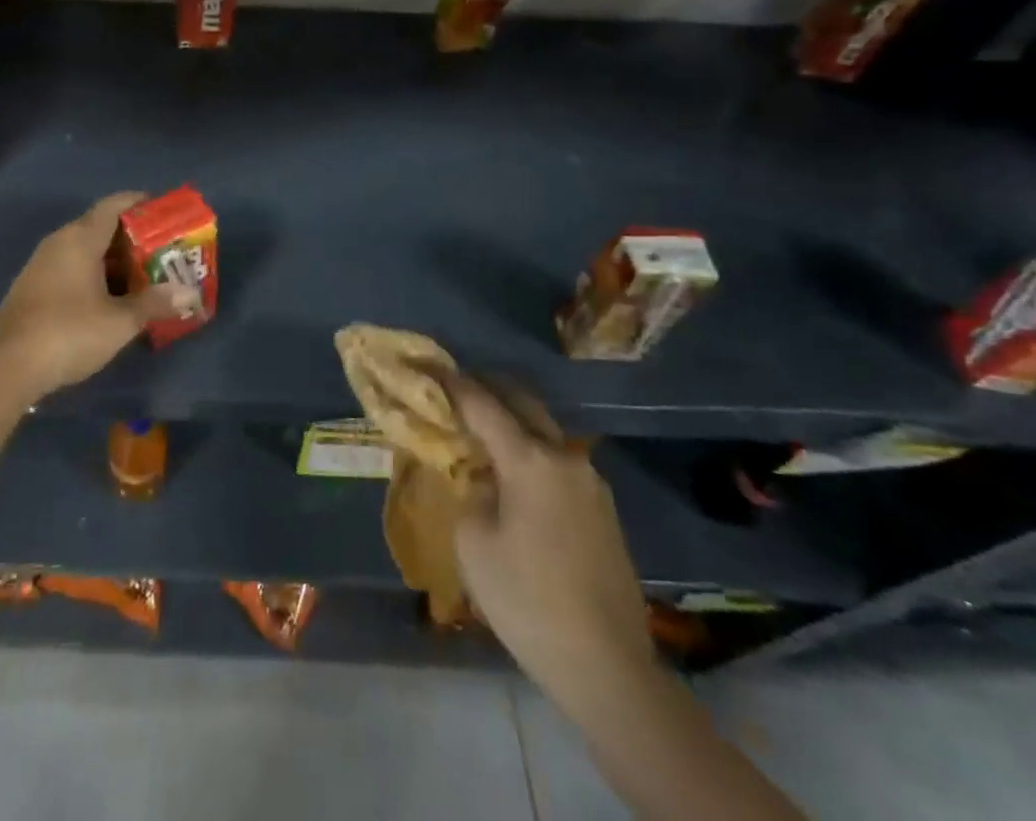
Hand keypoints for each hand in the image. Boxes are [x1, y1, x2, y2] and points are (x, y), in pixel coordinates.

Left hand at [0, 192, 196, 404]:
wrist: (8, 368)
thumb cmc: (70, 333)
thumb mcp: (120, 321)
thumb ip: (155, 303)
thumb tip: (191, 294)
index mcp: (80, 239)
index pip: (113, 206)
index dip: (138, 203)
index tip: (162, 210)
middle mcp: (58, 243)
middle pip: (99, 228)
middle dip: (131, 238)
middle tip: (161, 251)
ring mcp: (40, 266)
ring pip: (83, 251)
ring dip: (112, 261)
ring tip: (141, 277)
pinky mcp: (30, 289)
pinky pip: (69, 269)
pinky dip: (93, 275)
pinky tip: (108, 300)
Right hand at [449, 377, 653, 700]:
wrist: (607, 667)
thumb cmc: (527, 600)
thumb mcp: (473, 543)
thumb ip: (471, 493)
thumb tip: (481, 478)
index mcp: (529, 459)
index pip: (483, 404)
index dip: (452, 383)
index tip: (428, 367)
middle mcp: (564, 458)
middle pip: (522, 403)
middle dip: (488, 389)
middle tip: (454, 389)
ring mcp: (590, 483)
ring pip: (543, 432)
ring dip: (512, 423)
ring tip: (480, 433)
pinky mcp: (603, 510)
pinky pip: (557, 463)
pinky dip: (530, 453)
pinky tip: (512, 476)